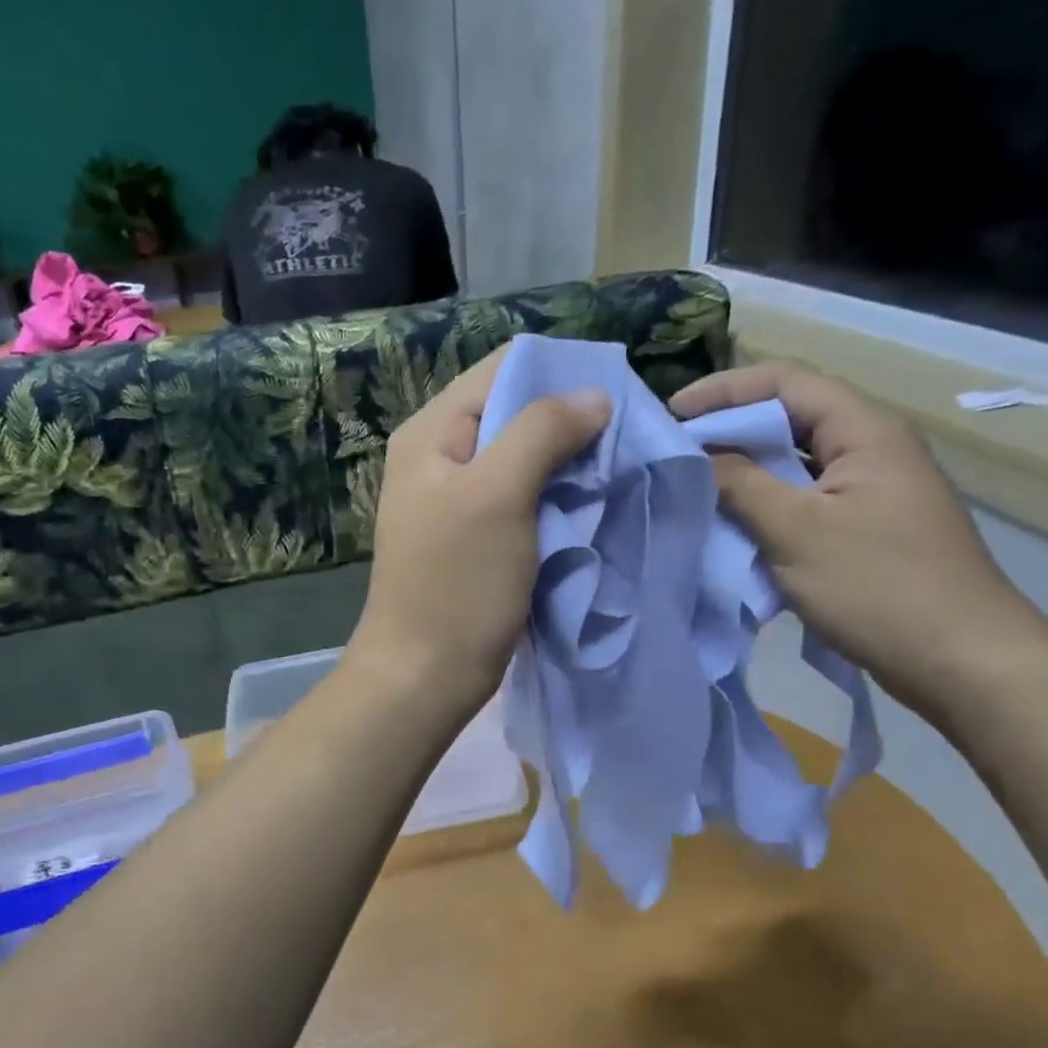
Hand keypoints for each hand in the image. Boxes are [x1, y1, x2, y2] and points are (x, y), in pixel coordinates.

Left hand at [348, 346, 610, 721]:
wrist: (425, 675)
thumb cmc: (456, 584)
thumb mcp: (497, 495)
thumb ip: (541, 432)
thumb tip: (593, 395)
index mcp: (431, 433)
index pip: (500, 372)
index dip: (557, 375)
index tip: (614, 399)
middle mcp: (439, 458)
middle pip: (513, 414)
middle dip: (568, 423)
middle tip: (622, 442)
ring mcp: (457, 501)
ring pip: (522, 460)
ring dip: (566, 464)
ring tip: (613, 473)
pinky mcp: (476, 539)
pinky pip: (522, 501)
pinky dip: (554, 499)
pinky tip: (587, 506)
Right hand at [670, 361, 1047, 717]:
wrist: (962, 660)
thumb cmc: (878, 587)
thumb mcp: (797, 532)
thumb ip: (740, 485)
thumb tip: (695, 454)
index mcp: (865, 432)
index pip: (786, 382)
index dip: (724, 389)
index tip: (671, 414)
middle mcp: (871, 449)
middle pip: (791, 417)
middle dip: (729, 428)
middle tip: (674, 452)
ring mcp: (871, 490)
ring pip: (795, 462)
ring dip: (745, 468)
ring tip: (693, 484)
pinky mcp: (866, 527)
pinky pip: (804, 499)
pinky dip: (764, 503)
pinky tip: (732, 523)